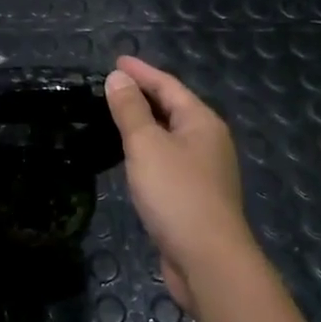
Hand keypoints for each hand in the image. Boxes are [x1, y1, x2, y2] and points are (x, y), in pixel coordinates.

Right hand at [104, 56, 252, 315]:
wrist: (208, 260)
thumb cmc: (177, 194)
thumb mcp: (146, 145)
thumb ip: (130, 109)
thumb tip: (117, 78)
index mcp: (201, 122)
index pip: (168, 85)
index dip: (141, 72)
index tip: (116, 61)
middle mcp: (208, 141)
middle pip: (173, 108)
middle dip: (144, 95)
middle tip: (112, 85)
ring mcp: (205, 171)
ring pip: (170, 136)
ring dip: (145, 123)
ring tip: (117, 115)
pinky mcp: (195, 197)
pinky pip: (168, 160)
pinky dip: (148, 150)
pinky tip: (131, 158)